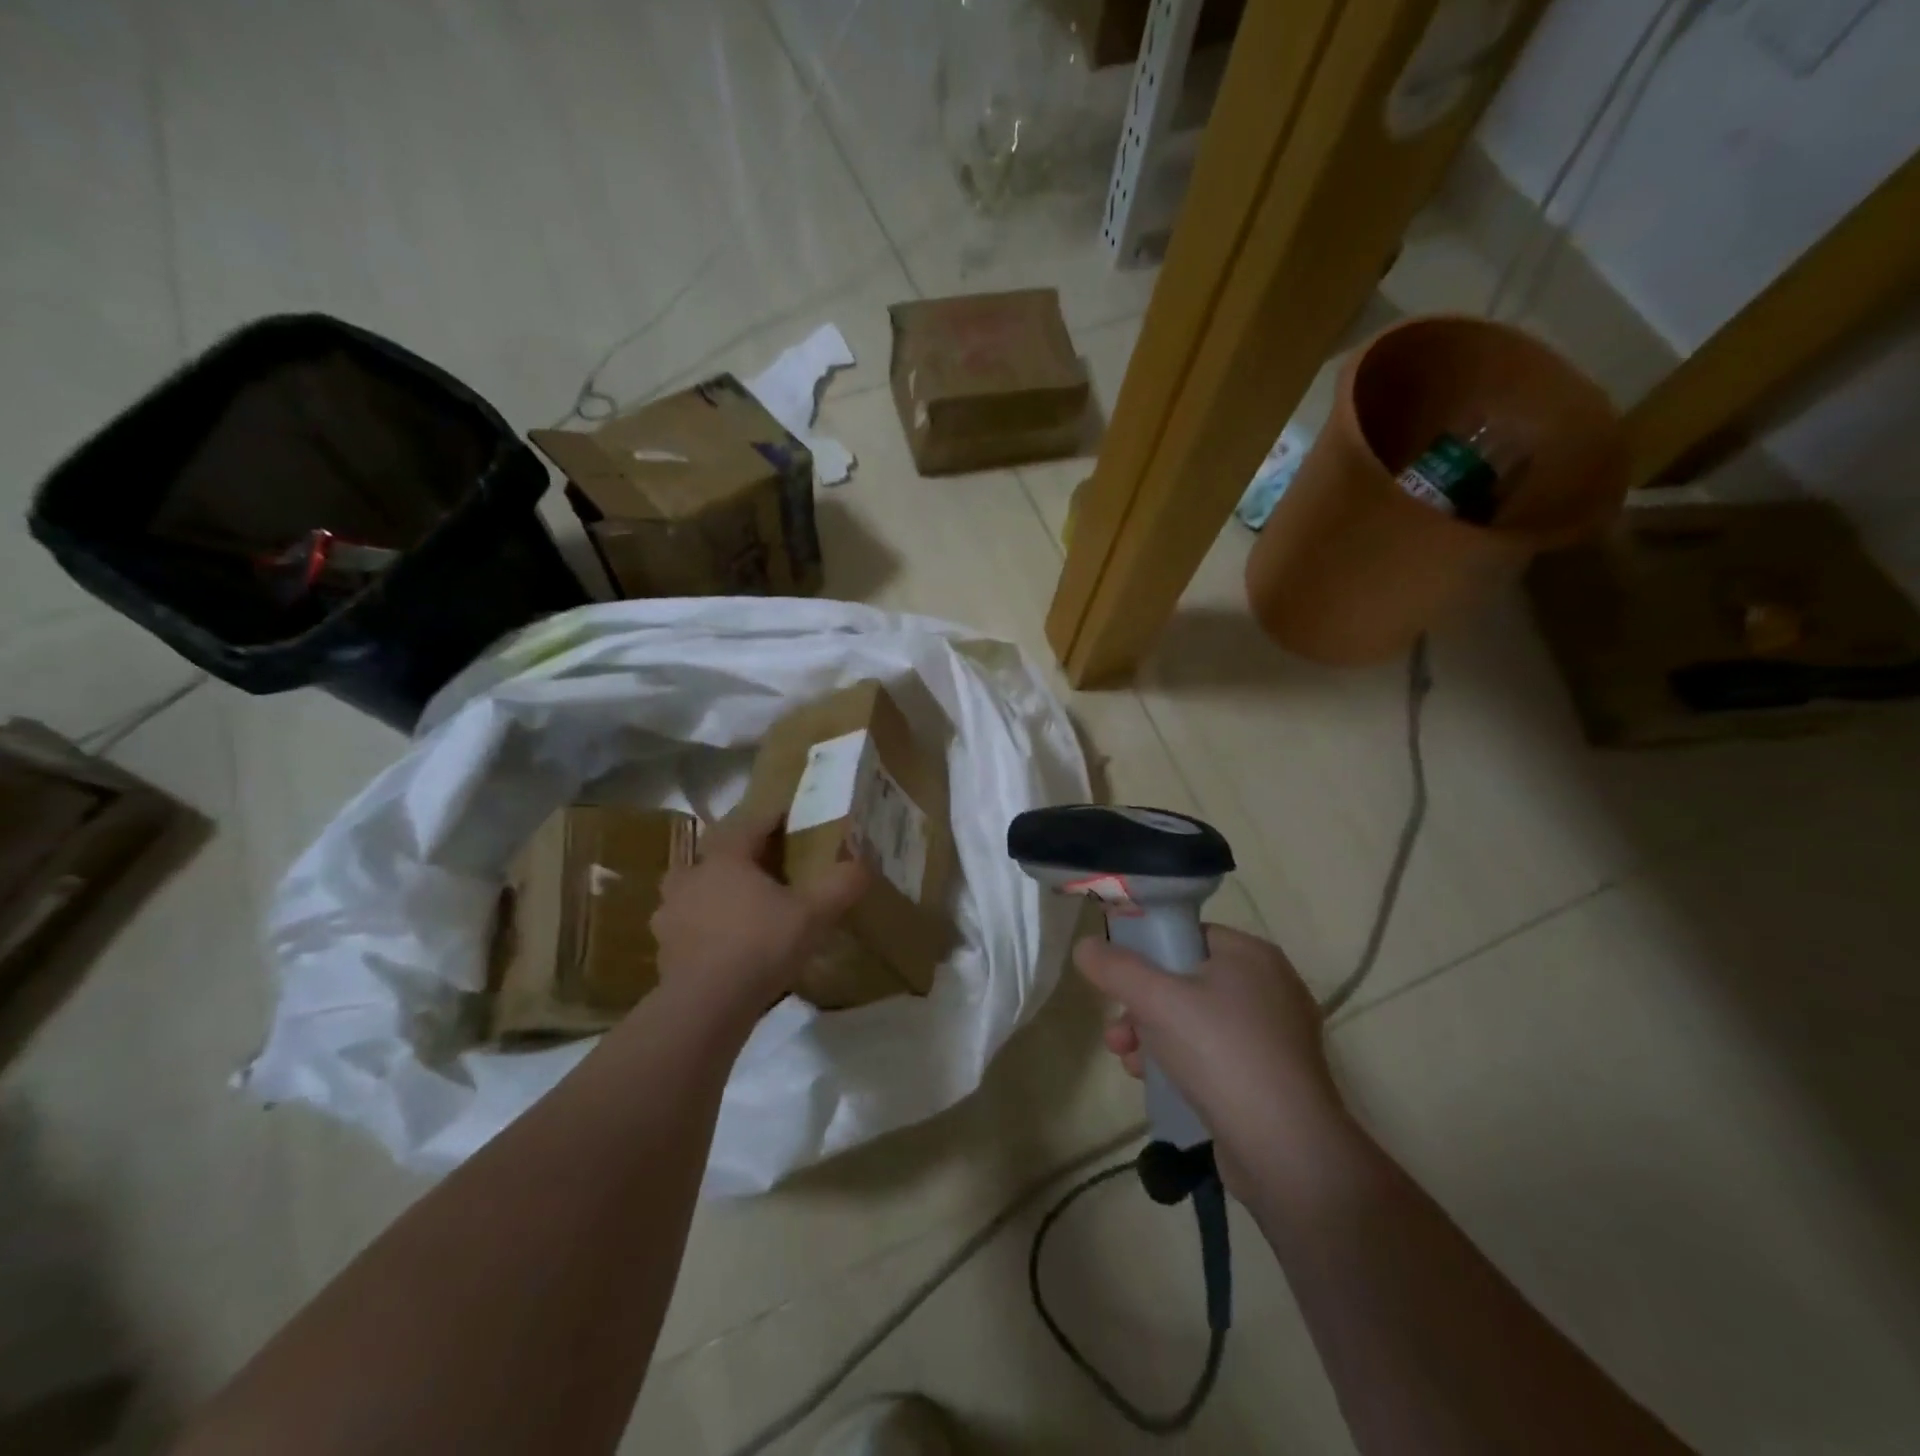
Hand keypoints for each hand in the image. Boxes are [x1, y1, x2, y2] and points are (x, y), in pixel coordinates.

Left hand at [650, 812, 869, 1020]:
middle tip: (758, 867)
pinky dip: (701, 930)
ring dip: (710, 893)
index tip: (787, 817)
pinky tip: (721, 947)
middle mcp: (691, 878)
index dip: (770, 819)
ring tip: (735, 907)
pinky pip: (685, 928)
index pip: (749, 825)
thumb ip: (841, 885)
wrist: (706, 1005)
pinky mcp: (664, 950)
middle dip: (733, 857)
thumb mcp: (814, 914)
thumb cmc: (761, 945)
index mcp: (725, 859)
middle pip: (712, 855)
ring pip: (690, 891)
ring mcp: (671, 915)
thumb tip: (864, 863)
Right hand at [1075, 924, 1348, 1190]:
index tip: (1117, 979)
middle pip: (1186, 980)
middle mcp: (1269, 986)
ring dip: (1153, 1035)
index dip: (1146, 952)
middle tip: (1117, 1033)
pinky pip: (1215, 1053)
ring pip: (1196, 1020)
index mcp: (1251, 954)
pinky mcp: (1272, 1076)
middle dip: (1141, 1005)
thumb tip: (1084, 946)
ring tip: (1128, 1062)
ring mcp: (1275, 1035)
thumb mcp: (1155, 1000)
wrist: (1285, 1149)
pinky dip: (1182, 1060)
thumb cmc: (1220, 1053)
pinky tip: (1154, 1081)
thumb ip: (1115, 967)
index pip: (1186, 934)